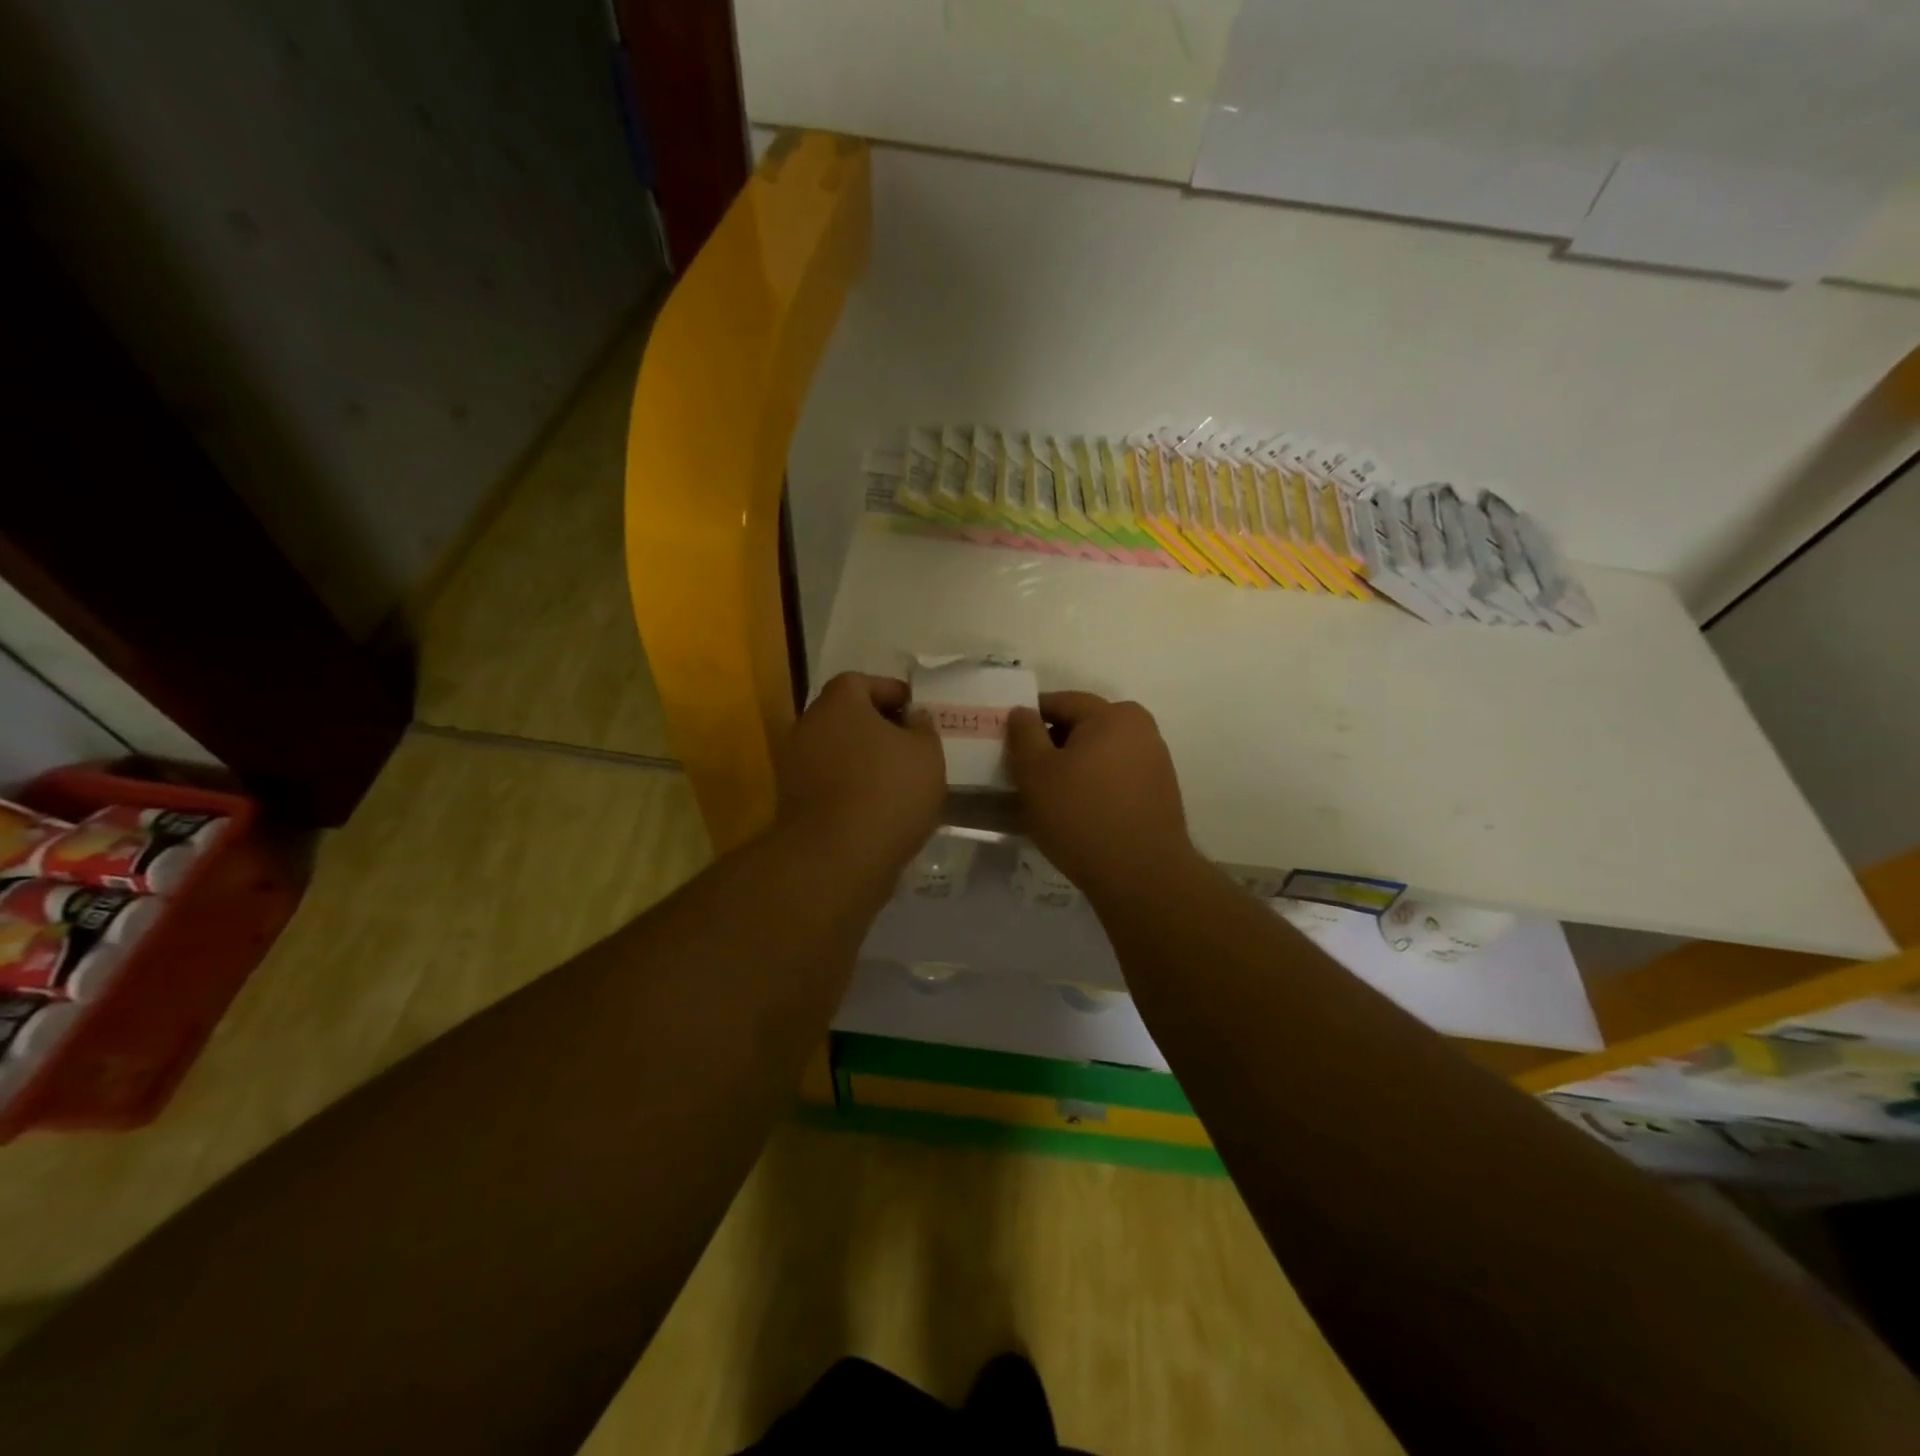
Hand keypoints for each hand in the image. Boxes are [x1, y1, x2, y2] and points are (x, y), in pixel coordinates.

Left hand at [775, 672, 944, 874]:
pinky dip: (849, 786)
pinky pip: (828, 782)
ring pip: (835, 750)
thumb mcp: (927, 753)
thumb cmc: (889, 791)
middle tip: (908, 745)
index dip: (891, 692)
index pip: (862, 682)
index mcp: (839, 702)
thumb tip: (912, 716)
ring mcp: (794, 765)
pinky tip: (876, 806)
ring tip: (897, 779)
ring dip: (862, 759)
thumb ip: (922, 726)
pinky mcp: (792, 801)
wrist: (837, 856)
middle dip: (876, 727)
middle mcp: (808, 725)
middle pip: (845, 716)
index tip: (915, 711)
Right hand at [1005, 692, 1194, 898]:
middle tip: (1026, 772)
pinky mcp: (1161, 792)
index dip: (1029, 718)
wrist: (1142, 875)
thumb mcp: (1035, 773)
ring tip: (1050, 795)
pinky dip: (1095, 784)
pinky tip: (1079, 811)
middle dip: (1053, 743)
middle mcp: (1141, 728)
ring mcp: (1156, 761)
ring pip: (1101, 752)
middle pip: (1084, 726)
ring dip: (1075, 766)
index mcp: (1112, 714)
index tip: (1009, 743)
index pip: (1060, 702)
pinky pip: (1117, 776)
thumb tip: (1021, 711)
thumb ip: (1024, 734)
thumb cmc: (1081, 816)